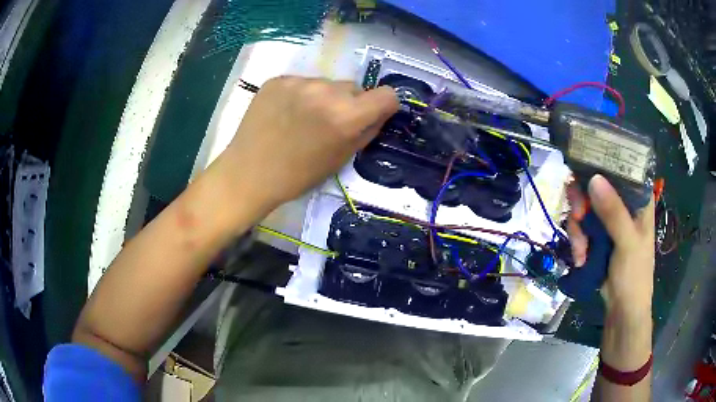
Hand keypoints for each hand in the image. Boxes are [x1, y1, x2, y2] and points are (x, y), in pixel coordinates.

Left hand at [215, 76, 397, 211]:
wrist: (249, 173)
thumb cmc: (298, 175)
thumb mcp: (342, 158)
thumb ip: (368, 130)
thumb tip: (380, 112)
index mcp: (346, 115)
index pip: (386, 94)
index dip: (383, 105)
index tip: (373, 114)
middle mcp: (325, 90)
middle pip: (353, 87)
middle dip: (349, 103)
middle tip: (329, 123)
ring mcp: (299, 82)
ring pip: (326, 84)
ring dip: (323, 97)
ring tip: (303, 119)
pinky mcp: (278, 80)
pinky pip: (302, 82)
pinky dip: (300, 95)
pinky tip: (285, 113)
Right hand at [567, 175, 654, 318]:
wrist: (622, 310)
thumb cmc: (634, 275)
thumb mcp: (628, 243)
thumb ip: (614, 213)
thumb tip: (594, 178)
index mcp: (638, 200)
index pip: (620, 168)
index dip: (601, 164)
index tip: (583, 170)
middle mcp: (622, 205)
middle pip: (596, 186)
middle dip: (583, 202)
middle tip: (577, 215)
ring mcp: (609, 221)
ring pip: (585, 208)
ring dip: (578, 229)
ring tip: (580, 251)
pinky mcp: (598, 236)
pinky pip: (581, 227)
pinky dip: (577, 241)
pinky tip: (580, 258)